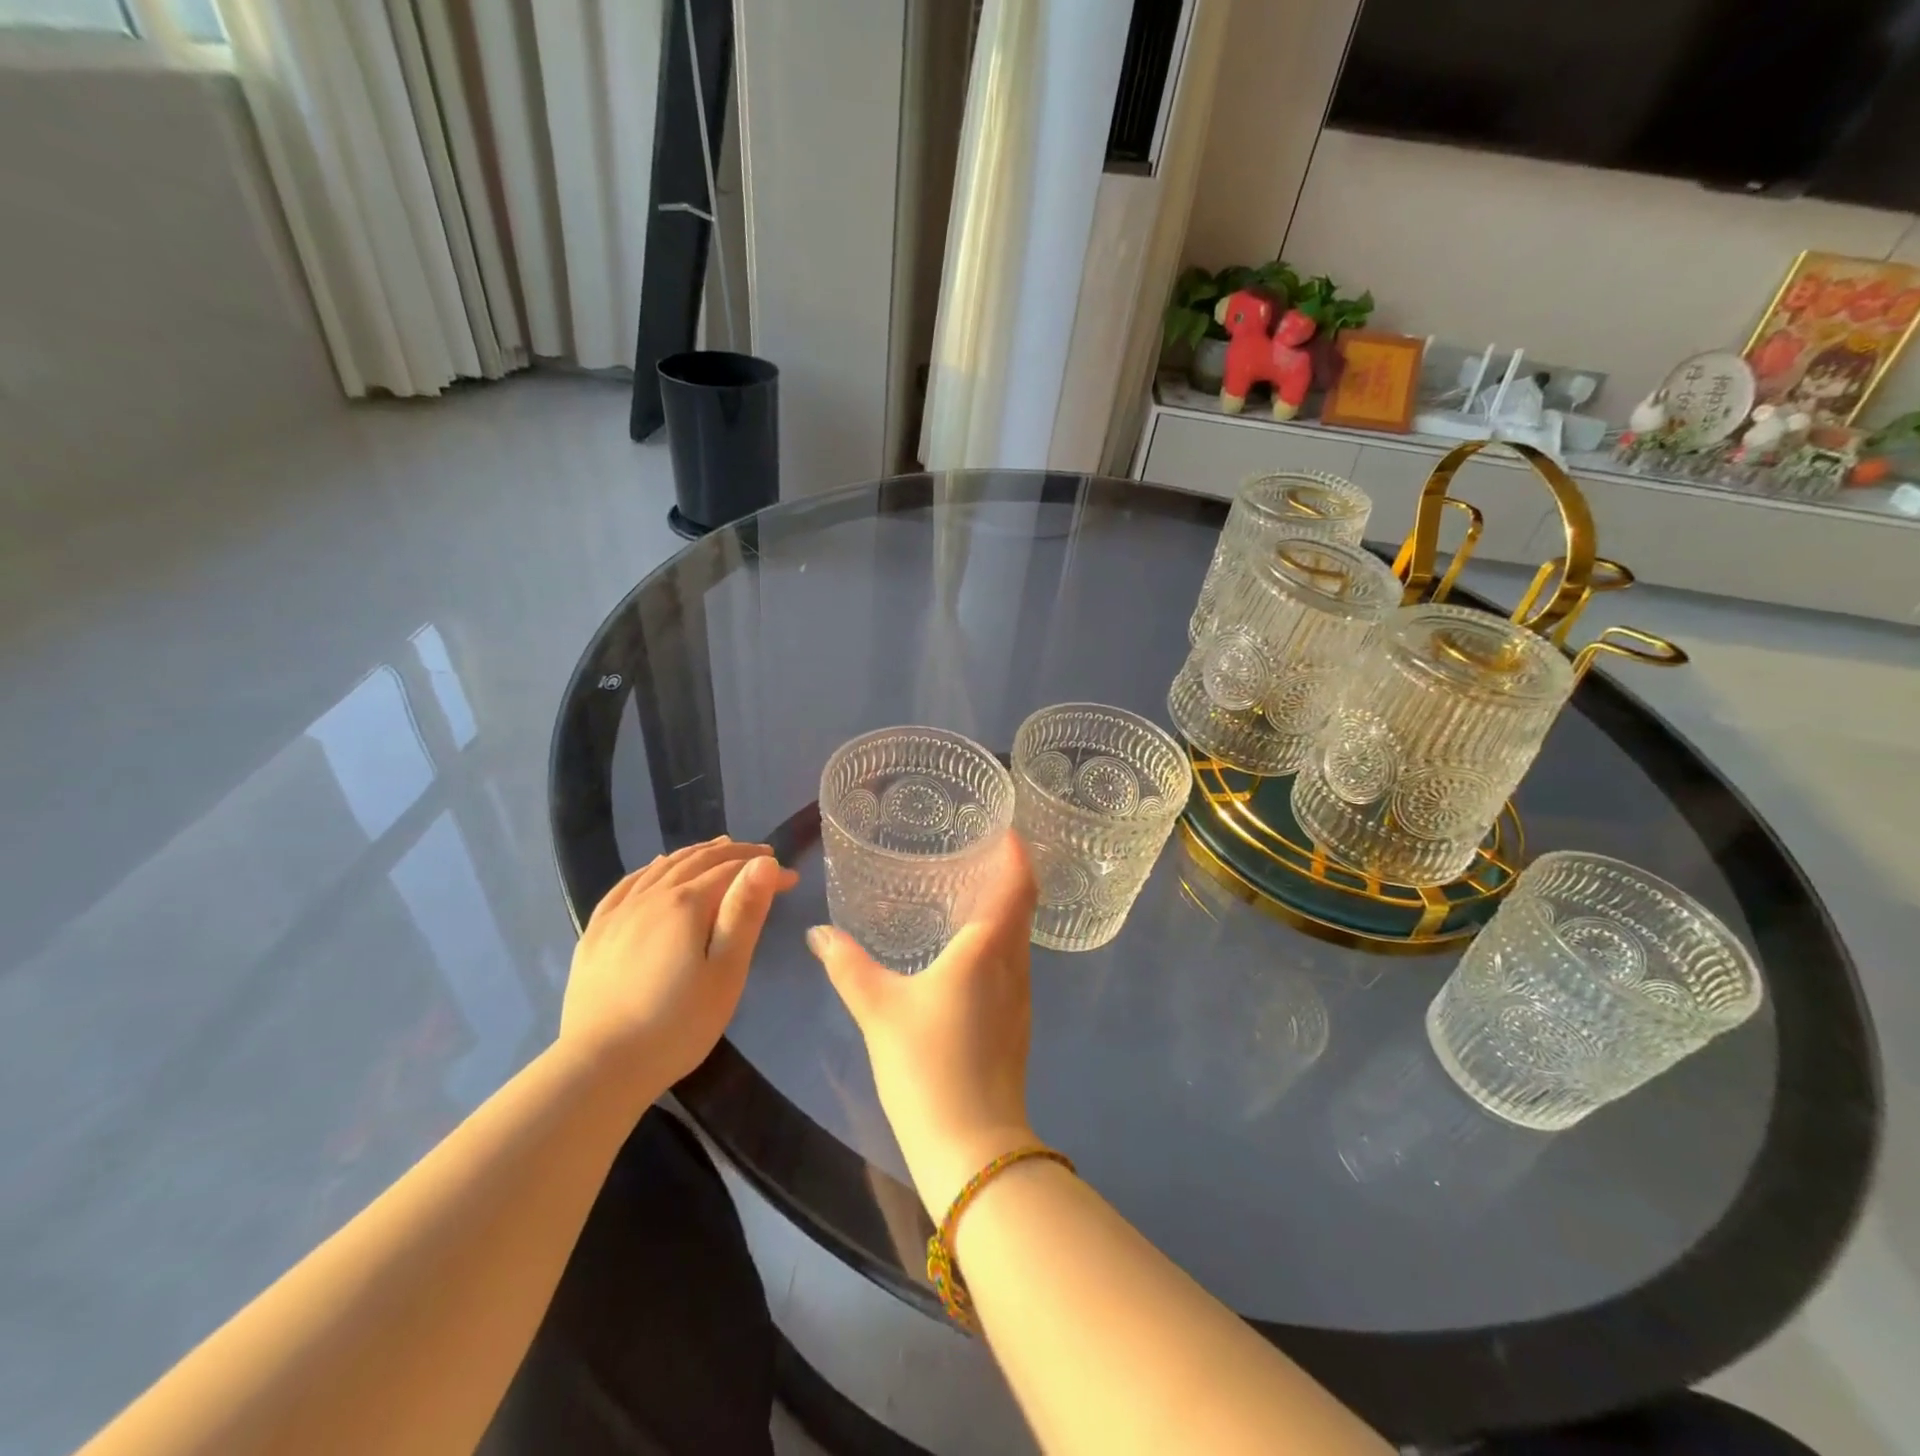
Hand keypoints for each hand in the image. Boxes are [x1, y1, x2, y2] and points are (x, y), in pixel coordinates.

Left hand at [563, 837, 797, 1087]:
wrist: (600, 1068)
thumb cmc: (677, 1025)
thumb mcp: (726, 972)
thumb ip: (744, 913)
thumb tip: (764, 863)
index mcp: (686, 904)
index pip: (733, 872)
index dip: (765, 871)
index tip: (791, 880)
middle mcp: (651, 896)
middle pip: (697, 860)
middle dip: (734, 854)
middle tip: (762, 857)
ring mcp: (619, 912)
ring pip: (663, 867)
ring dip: (696, 854)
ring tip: (720, 850)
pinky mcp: (597, 932)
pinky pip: (627, 884)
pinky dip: (651, 868)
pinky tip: (658, 868)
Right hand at [807, 834, 1038, 1216]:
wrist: (971, 1145)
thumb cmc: (927, 1063)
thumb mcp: (878, 1008)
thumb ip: (847, 965)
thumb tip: (818, 932)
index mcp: (988, 948)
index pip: (1018, 885)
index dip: (1017, 854)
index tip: (1006, 829)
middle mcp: (1014, 964)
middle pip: (1023, 907)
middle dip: (1008, 876)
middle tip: (977, 853)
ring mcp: (1020, 996)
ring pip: (1019, 937)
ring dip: (1004, 910)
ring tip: (969, 893)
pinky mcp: (1017, 1023)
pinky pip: (1013, 962)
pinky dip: (998, 941)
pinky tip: (967, 951)